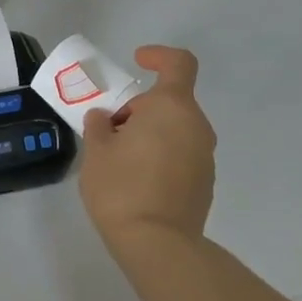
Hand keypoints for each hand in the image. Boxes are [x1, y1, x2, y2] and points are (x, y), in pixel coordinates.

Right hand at [78, 45, 216, 249]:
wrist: (157, 244)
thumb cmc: (122, 187)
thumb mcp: (96, 151)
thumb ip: (99, 126)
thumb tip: (105, 119)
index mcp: (171, 108)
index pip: (178, 64)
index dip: (158, 56)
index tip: (137, 61)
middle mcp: (196, 126)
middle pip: (170, 102)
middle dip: (139, 108)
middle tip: (109, 131)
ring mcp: (205, 156)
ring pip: (176, 129)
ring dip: (150, 133)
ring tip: (119, 159)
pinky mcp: (204, 183)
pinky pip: (181, 155)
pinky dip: (160, 156)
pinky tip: (136, 181)